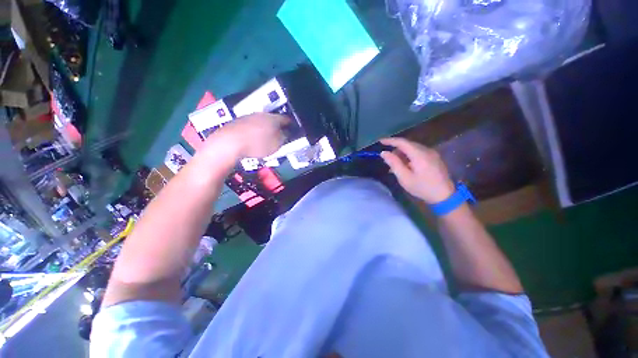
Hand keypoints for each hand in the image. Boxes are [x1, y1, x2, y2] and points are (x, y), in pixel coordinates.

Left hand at [209, 113, 289, 158]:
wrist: (230, 142)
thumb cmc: (257, 144)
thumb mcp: (276, 144)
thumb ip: (283, 138)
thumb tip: (285, 133)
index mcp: (273, 118)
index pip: (286, 119)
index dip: (290, 124)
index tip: (292, 128)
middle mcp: (261, 114)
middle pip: (273, 118)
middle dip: (277, 125)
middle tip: (280, 134)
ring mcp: (249, 116)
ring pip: (261, 121)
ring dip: (266, 127)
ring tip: (266, 137)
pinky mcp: (238, 121)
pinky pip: (251, 125)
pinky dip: (255, 130)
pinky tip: (253, 138)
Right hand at [380, 137, 454, 203]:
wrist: (444, 196)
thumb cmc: (422, 187)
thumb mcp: (404, 177)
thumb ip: (394, 163)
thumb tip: (384, 153)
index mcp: (419, 154)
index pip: (402, 142)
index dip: (390, 140)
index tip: (380, 142)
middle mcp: (426, 150)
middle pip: (408, 144)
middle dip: (396, 149)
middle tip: (387, 158)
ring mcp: (432, 153)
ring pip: (413, 148)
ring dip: (402, 153)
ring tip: (395, 165)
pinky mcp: (434, 158)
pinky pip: (418, 152)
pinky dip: (409, 156)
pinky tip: (405, 166)